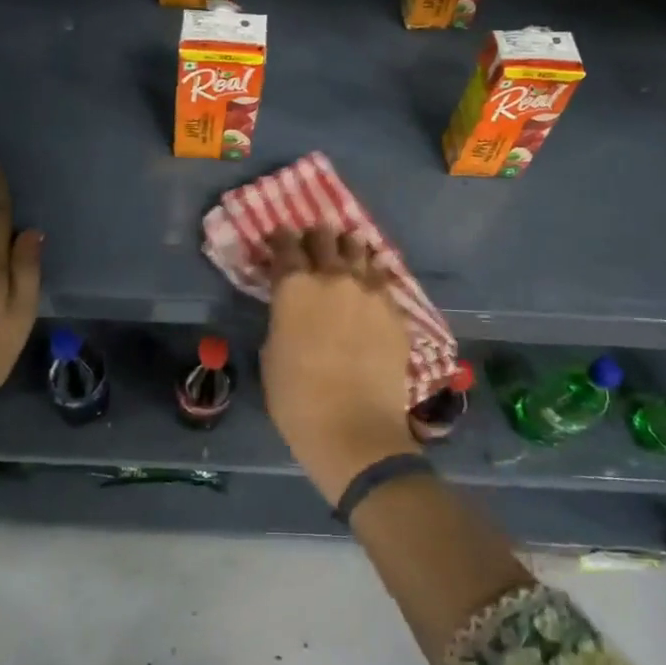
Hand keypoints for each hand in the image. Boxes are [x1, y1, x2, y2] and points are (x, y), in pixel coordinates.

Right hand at [259, 227, 416, 503]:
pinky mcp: (394, 310)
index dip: (281, 238)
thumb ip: (282, 319)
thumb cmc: (297, 398)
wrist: (354, 428)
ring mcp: (368, 291)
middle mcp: (332, 277)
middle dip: (317, 236)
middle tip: (314, 238)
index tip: (280, 237)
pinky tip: (371, 277)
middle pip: (325, 239)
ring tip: (347, 246)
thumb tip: (291, 309)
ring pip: (359, 251)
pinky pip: (383, 279)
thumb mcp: (272, 353)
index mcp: (294, 287)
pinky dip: (373, 273)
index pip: (286, 246)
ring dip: (349, 247)